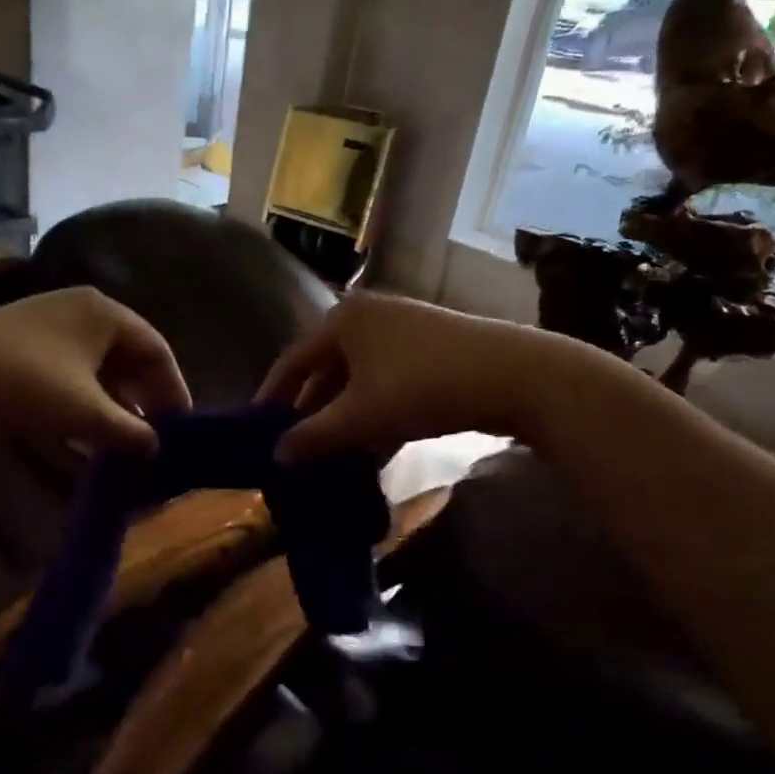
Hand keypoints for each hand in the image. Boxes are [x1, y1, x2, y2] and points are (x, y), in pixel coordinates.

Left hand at [0, 287, 191, 453]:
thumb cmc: (25, 383)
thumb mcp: (86, 412)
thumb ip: (129, 432)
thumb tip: (156, 447)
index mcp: (105, 313)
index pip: (157, 349)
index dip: (174, 389)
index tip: (182, 426)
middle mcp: (82, 310)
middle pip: (129, 357)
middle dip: (144, 398)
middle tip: (156, 435)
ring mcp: (50, 325)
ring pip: (99, 367)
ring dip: (115, 403)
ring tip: (125, 440)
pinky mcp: (25, 345)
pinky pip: (72, 372)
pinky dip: (85, 400)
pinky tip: (87, 431)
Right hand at [257, 293, 573, 461]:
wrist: (516, 377)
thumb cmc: (424, 386)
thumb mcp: (362, 416)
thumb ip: (314, 436)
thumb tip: (276, 456)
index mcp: (343, 320)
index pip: (293, 361)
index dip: (273, 397)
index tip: (258, 429)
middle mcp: (368, 317)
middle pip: (325, 370)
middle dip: (311, 412)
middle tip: (293, 447)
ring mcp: (402, 333)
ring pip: (357, 381)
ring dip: (343, 418)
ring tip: (328, 455)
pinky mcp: (428, 352)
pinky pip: (385, 384)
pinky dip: (373, 414)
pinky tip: (369, 449)